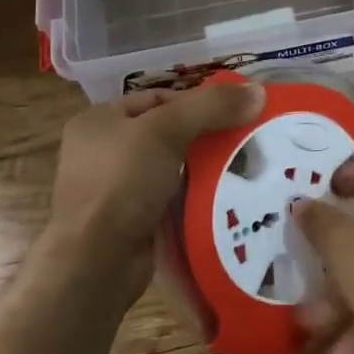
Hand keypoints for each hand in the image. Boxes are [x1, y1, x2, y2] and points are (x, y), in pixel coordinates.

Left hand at [46, 83, 264, 301]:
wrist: (96, 263)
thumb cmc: (122, 182)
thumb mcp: (166, 130)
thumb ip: (211, 106)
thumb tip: (258, 91)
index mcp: (99, 121)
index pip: (157, 99)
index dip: (197, 102)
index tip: (234, 112)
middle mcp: (103, 151)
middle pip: (167, 132)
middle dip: (206, 137)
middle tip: (245, 139)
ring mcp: (116, 190)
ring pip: (172, 168)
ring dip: (204, 169)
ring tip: (244, 167)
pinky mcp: (131, 222)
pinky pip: (172, 199)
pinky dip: (195, 197)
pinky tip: (225, 197)